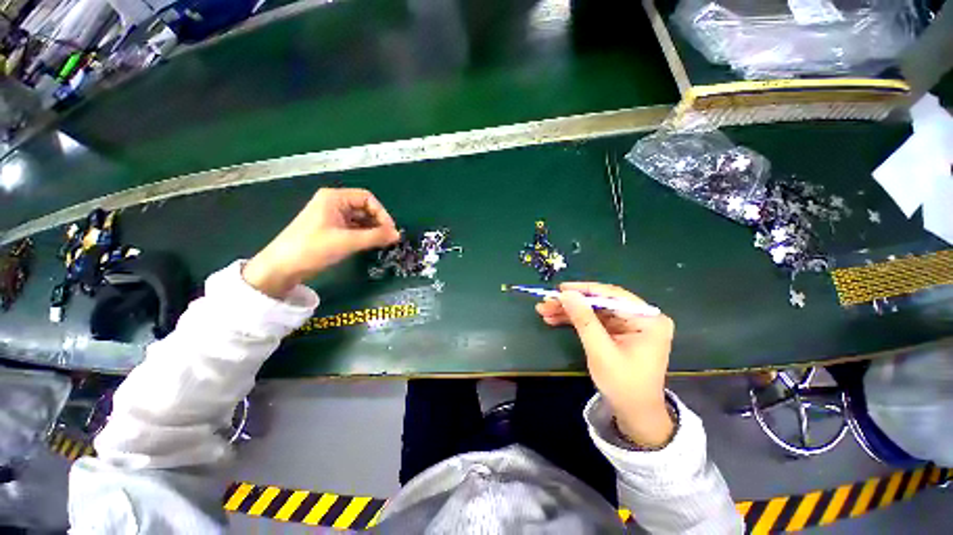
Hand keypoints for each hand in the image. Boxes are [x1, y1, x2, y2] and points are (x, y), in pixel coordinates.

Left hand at [243, 188, 400, 297]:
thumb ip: (375, 237)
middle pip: (364, 208)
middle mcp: (334, 203)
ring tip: (382, 243)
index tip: (391, 231)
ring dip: (372, 230)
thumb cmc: (313, 248)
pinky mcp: (331, 229)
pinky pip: (354, 228)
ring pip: (360, 219)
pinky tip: (370, 244)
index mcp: (334, 198)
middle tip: (388, 239)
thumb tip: (398, 235)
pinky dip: (364, 235)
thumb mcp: (348, 242)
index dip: (382, 213)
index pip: (367, 199)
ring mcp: (332, 217)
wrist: (282, 267)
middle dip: (378, 222)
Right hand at [536, 282, 674, 446]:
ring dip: (569, 311)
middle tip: (546, 302)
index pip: (612, 296)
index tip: (560, 289)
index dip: (584, 290)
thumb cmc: (623, 385)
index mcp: (648, 320)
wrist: (634, 413)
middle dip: (571, 303)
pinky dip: (575, 320)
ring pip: (593, 310)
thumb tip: (567, 294)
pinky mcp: (618, 331)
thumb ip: (584, 320)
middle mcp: (641, 317)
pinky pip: (594, 320)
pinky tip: (555, 319)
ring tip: (545, 311)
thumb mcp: (601, 351)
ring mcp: (629, 324)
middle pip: (600, 302)